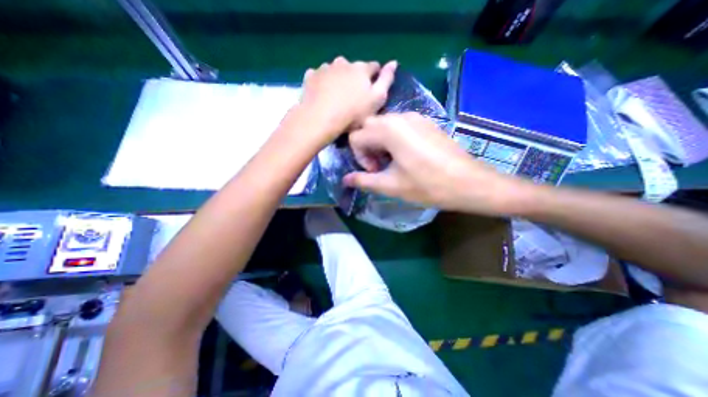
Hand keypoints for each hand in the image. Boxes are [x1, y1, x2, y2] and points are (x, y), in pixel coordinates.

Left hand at [296, 56, 397, 142]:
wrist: (321, 119)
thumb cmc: (353, 113)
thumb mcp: (377, 100)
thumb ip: (386, 80)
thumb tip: (393, 62)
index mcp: (361, 69)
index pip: (373, 67)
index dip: (375, 76)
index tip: (372, 87)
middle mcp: (343, 63)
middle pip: (353, 67)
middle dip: (355, 77)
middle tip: (353, 95)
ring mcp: (325, 68)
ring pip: (335, 70)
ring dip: (338, 78)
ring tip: (336, 95)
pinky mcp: (311, 76)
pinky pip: (319, 75)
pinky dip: (322, 81)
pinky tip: (322, 93)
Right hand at [339, 113, 533, 214]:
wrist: (469, 182)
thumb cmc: (428, 185)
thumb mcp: (391, 185)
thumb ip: (364, 180)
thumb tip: (345, 180)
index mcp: (388, 129)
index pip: (356, 136)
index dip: (359, 156)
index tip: (372, 171)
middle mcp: (400, 116)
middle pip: (368, 127)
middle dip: (367, 148)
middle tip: (379, 167)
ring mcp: (415, 117)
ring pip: (383, 126)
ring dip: (379, 144)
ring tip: (392, 163)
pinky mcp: (426, 122)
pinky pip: (399, 126)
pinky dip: (393, 139)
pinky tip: (406, 156)